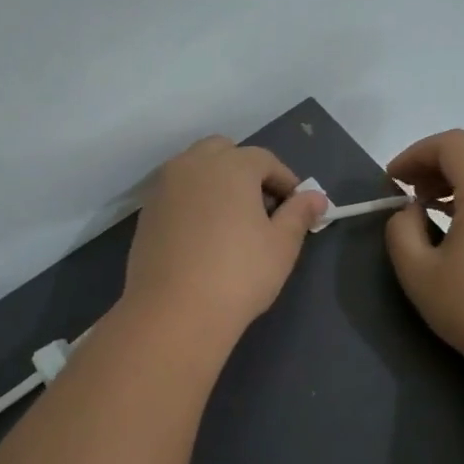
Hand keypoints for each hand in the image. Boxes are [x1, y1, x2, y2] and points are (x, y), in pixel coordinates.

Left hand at [122, 136, 326, 341]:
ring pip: (195, 169)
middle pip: (224, 152)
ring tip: (231, 219)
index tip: (296, 205)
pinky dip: (193, 200)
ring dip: (216, 182)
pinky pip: (176, 193)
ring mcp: (164, 187)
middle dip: (245, 170)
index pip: (265, 159)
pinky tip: (203, 233)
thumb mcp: (281, 245)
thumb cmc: (239, 274)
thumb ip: (299, 214)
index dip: (284, 180)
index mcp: (231, 165)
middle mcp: (193, 164)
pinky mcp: (146, 212)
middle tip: (261, 206)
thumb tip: (316, 197)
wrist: (175, 310)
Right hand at [385, 130, 463, 371]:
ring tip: (427, 205)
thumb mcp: (416, 271)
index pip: (451, 145)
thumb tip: (410, 211)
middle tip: (408, 188)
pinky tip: (454, 223)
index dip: (415, 153)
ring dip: (455, 176)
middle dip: (435, 160)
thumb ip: (401, 230)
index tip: (392, 181)